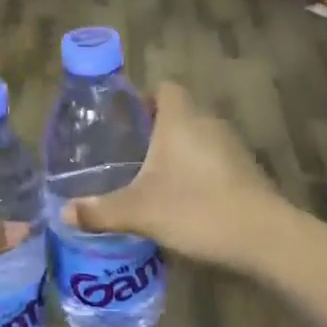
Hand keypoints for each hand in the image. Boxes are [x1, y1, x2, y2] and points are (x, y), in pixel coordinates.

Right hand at [63, 82, 289, 269]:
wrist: (263, 237)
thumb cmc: (195, 209)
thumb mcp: (139, 212)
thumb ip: (100, 211)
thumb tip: (63, 213)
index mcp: (181, 121)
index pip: (165, 89)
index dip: (145, 98)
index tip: (125, 121)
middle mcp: (208, 124)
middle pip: (181, 114)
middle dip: (156, 130)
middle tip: (130, 153)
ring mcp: (233, 148)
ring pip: (198, 138)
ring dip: (179, 152)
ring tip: (154, 177)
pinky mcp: (247, 171)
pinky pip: (215, 160)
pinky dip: (199, 171)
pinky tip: (185, 198)